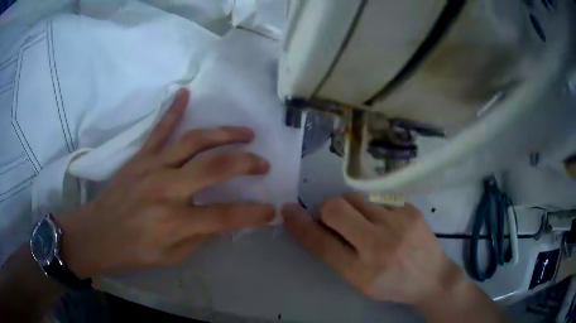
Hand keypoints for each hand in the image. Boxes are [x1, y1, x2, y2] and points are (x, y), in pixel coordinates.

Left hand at [59, 89, 273, 278]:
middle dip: (247, 162)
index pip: (226, 215)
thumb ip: (200, 237)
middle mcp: (167, 189)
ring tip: (246, 133)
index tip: (271, 210)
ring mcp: (153, 166)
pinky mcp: (141, 156)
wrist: (99, 233)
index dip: (254, 213)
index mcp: (175, 221)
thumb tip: (223, 219)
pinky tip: (186, 93)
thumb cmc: (135, 251)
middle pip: (215, 167)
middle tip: (263, 164)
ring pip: (194, 141)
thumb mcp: (173, 257)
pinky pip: (160, 129)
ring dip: (224, 134)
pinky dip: (173, 110)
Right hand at [282, 194, 463, 305]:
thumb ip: (337, 254)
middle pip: (336, 209)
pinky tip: (384, 221)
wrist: (432, 277)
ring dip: (350, 207)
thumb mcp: (361, 281)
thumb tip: (315, 224)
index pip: (322, 244)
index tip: (288, 210)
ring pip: (356, 197)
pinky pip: (378, 198)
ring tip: (363, 221)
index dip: (300, 225)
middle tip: (335, 219)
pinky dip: (372, 207)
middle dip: (327, 210)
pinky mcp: (410, 209)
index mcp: (362, 272)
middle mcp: (380, 245)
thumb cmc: (393, 285)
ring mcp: (398, 223)